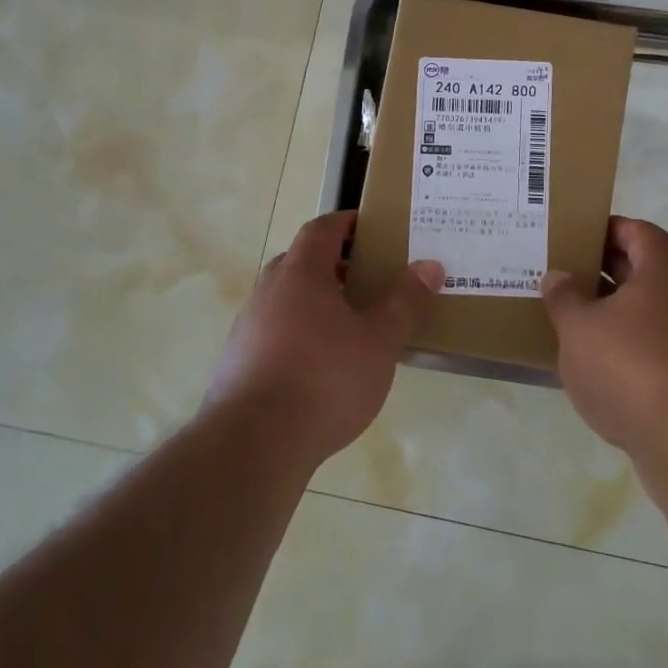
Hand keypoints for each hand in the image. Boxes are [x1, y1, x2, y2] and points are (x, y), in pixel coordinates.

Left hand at [207, 211, 442, 467]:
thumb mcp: (379, 339)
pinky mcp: (237, 364)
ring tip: (350, 325)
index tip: (369, 227)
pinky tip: (320, 367)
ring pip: (285, 300)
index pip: (321, 229)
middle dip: (333, 265)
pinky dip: (299, 335)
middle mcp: (268, 291)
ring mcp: (247, 328)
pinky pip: (274, 333)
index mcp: (301, 273)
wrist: (253, 444)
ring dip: (315, 302)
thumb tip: (430, 265)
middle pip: (300, 262)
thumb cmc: (324, 377)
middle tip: (367, 278)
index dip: (345, 223)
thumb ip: (404, 301)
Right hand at [542, 217, 667, 457]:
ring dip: (613, 311)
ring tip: (572, 318)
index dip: (612, 228)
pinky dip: (626, 345)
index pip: (641, 232)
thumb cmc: (628, 365)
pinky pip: (653, 345)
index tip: (580, 234)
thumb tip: (557, 276)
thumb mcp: (579, 327)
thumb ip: (564, 297)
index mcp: (663, 273)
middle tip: (566, 273)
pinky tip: (595, 362)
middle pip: (645, 271)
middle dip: (605, 270)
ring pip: (647, 311)